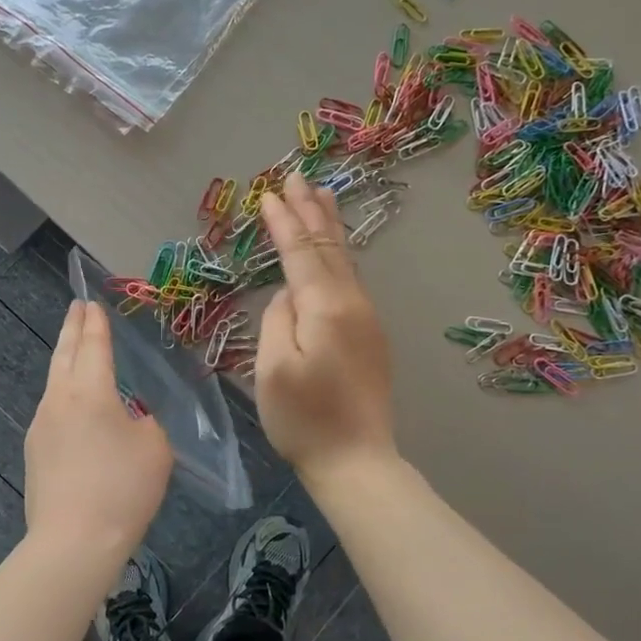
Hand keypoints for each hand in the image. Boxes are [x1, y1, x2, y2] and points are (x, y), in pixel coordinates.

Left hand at [24, 301, 172, 559]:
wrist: (73, 542)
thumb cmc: (123, 489)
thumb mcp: (156, 449)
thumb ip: (146, 424)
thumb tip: (130, 420)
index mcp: (90, 391)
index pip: (93, 345)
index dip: (96, 323)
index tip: (92, 303)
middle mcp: (59, 400)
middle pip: (64, 355)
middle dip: (72, 328)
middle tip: (76, 307)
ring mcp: (41, 426)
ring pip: (54, 383)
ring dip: (65, 362)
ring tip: (75, 353)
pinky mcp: (34, 453)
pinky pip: (53, 412)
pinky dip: (64, 397)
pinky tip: (75, 411)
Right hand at [257, 173, 397, 483]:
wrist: (357, 462)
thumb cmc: (304, 420)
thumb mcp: (274, 369)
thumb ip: (278, 320)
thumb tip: (288, 295)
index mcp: (326, 308)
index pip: (301, 253)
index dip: (284, 222)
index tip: (269, 194)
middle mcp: (353, 304)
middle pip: (330, 248)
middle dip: (312, 212)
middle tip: (299, 178)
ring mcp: (367, 320)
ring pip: (345, 262)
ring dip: (330, 228)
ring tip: (322, 197)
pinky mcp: (371, 337)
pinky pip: (351, 281)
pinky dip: (338, 256)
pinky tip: (334, 252)